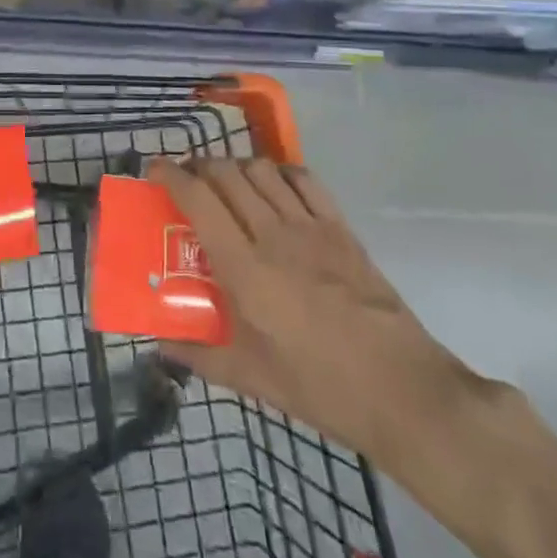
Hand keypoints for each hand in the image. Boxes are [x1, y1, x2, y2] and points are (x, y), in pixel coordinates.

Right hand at [150, 156, 480, 468]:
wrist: (402, 391)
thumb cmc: (320, 388)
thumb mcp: (252, 379)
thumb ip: (200, 356)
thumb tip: (160, 346)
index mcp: (245, 269)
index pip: (199, 199)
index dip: (172, 176)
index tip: (154, 171)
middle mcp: (273, 234)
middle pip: (228, 174)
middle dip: (200, 166)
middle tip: (187, 180)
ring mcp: (311, 227)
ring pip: (263, 170)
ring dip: (237, 166)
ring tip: (227, 182)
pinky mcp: (341, 229)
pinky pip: (305, 180)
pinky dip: (281, 172)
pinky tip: (274, 186)